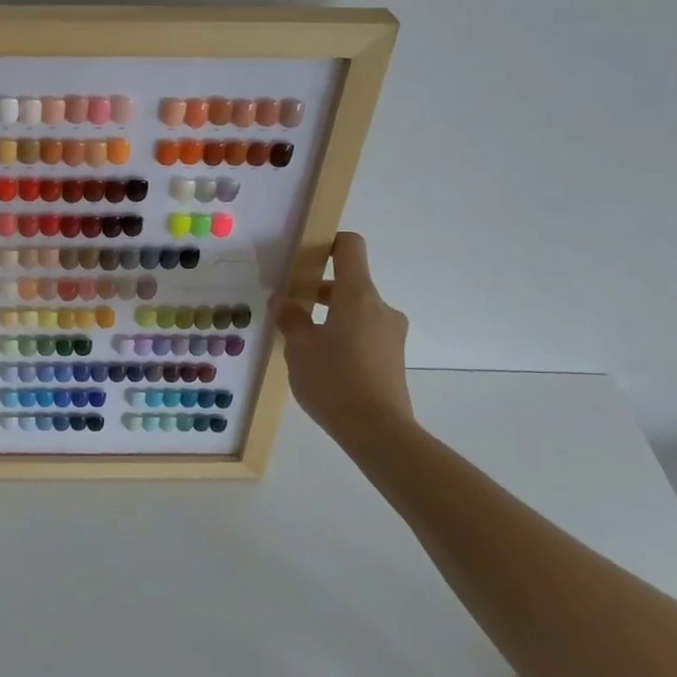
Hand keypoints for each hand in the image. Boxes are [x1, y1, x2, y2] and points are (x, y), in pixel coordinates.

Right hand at [269, 232, 412, 440]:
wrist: (379, 432)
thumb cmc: (334, 380)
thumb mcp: (300, 348)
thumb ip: (290, 319)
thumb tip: (283, 301)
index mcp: (357, 295)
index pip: (350, 247)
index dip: (328, 243)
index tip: (304, 257)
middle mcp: (380, 307)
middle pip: (350, 282)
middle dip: (319, 290)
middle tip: (290, 307)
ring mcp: (391, 334)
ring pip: (356, 311)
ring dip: (331, 317)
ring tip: (303, 342)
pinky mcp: (393, 358)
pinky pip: (365, 334)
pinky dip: (344, 337)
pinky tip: (324, 364)